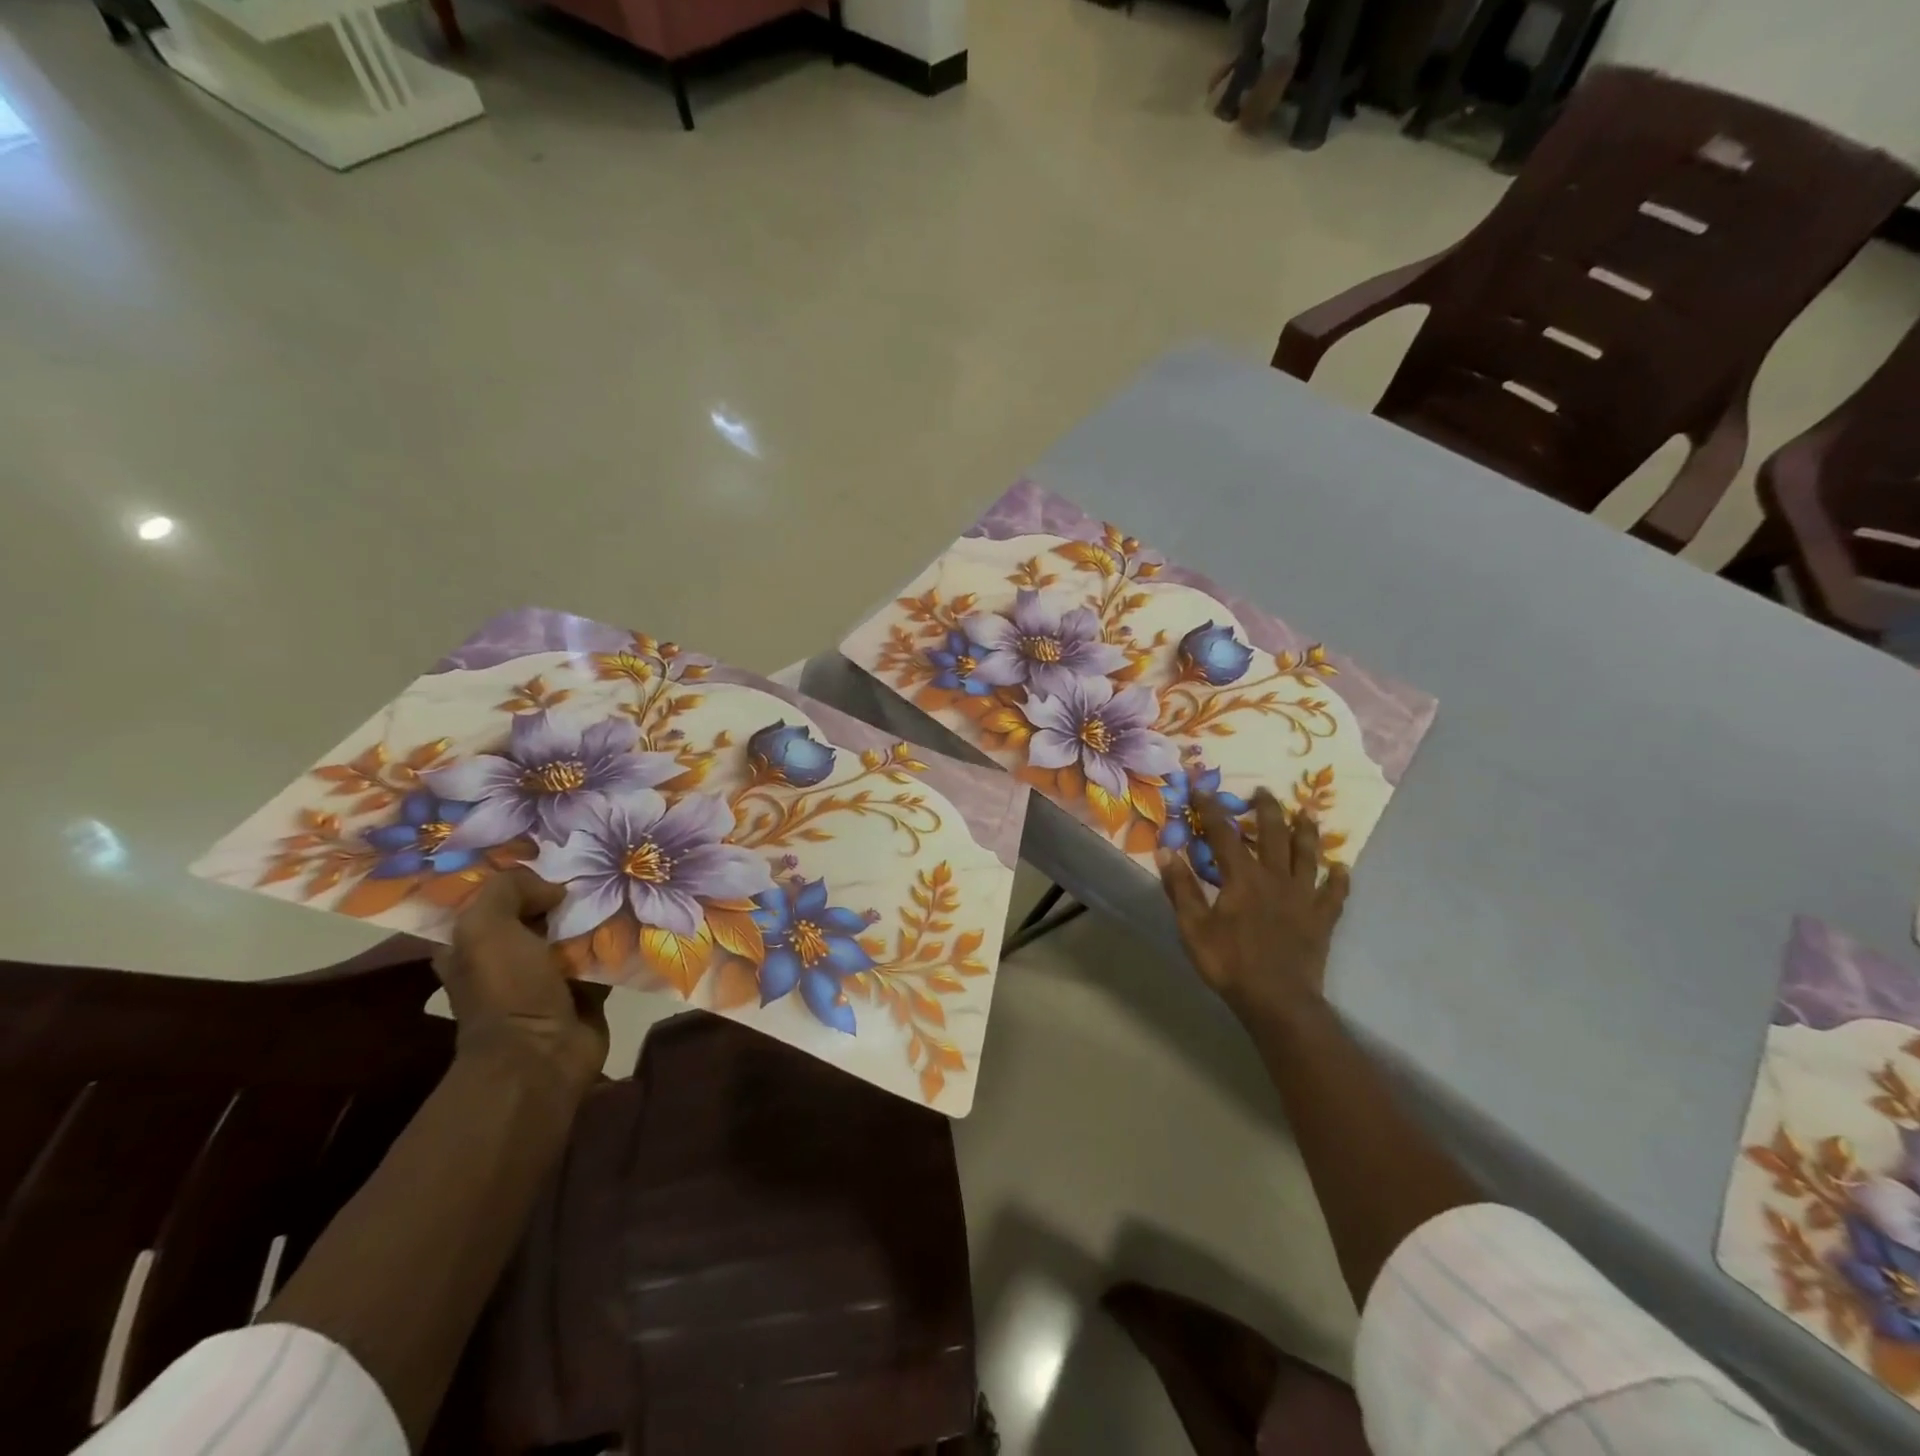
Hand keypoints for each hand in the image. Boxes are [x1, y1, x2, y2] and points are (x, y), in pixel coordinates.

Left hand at [434, 869, 610, 1095]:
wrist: (542, 1054)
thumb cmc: (506, 990)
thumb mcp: (485, 929)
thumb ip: (508, 890)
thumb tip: (555, 890)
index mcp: (473, 944)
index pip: (493, 897)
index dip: (518, 874)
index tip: (553, 853)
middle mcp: (508, 957)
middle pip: (539, 909)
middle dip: (565, 890)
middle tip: (598, 865)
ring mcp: (547, 974)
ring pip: (575, 930)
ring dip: (597, 913)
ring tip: (625, 884)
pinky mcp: (584, 988)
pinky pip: (604, 954)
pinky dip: (619, 940)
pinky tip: (637, 917)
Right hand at [1156, 788, 1349, 1026]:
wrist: (1277, 1000)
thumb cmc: (1229, 963)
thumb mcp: (1193, 927)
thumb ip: (1180, 887)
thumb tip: (1165, 850)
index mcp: (1242, 877)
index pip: (1224, 833)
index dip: (1212, 809)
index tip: (1203, 789)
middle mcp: (1276, 878)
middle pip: (1274, 834)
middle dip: (1267, 809)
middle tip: (1263, 791)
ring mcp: (1303, 897)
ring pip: (1308, 856)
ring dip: (1307, 832)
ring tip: (1306, 813)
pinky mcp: (1321, 918)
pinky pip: (1335, 894)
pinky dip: (1339, 879)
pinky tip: (1342, 868)